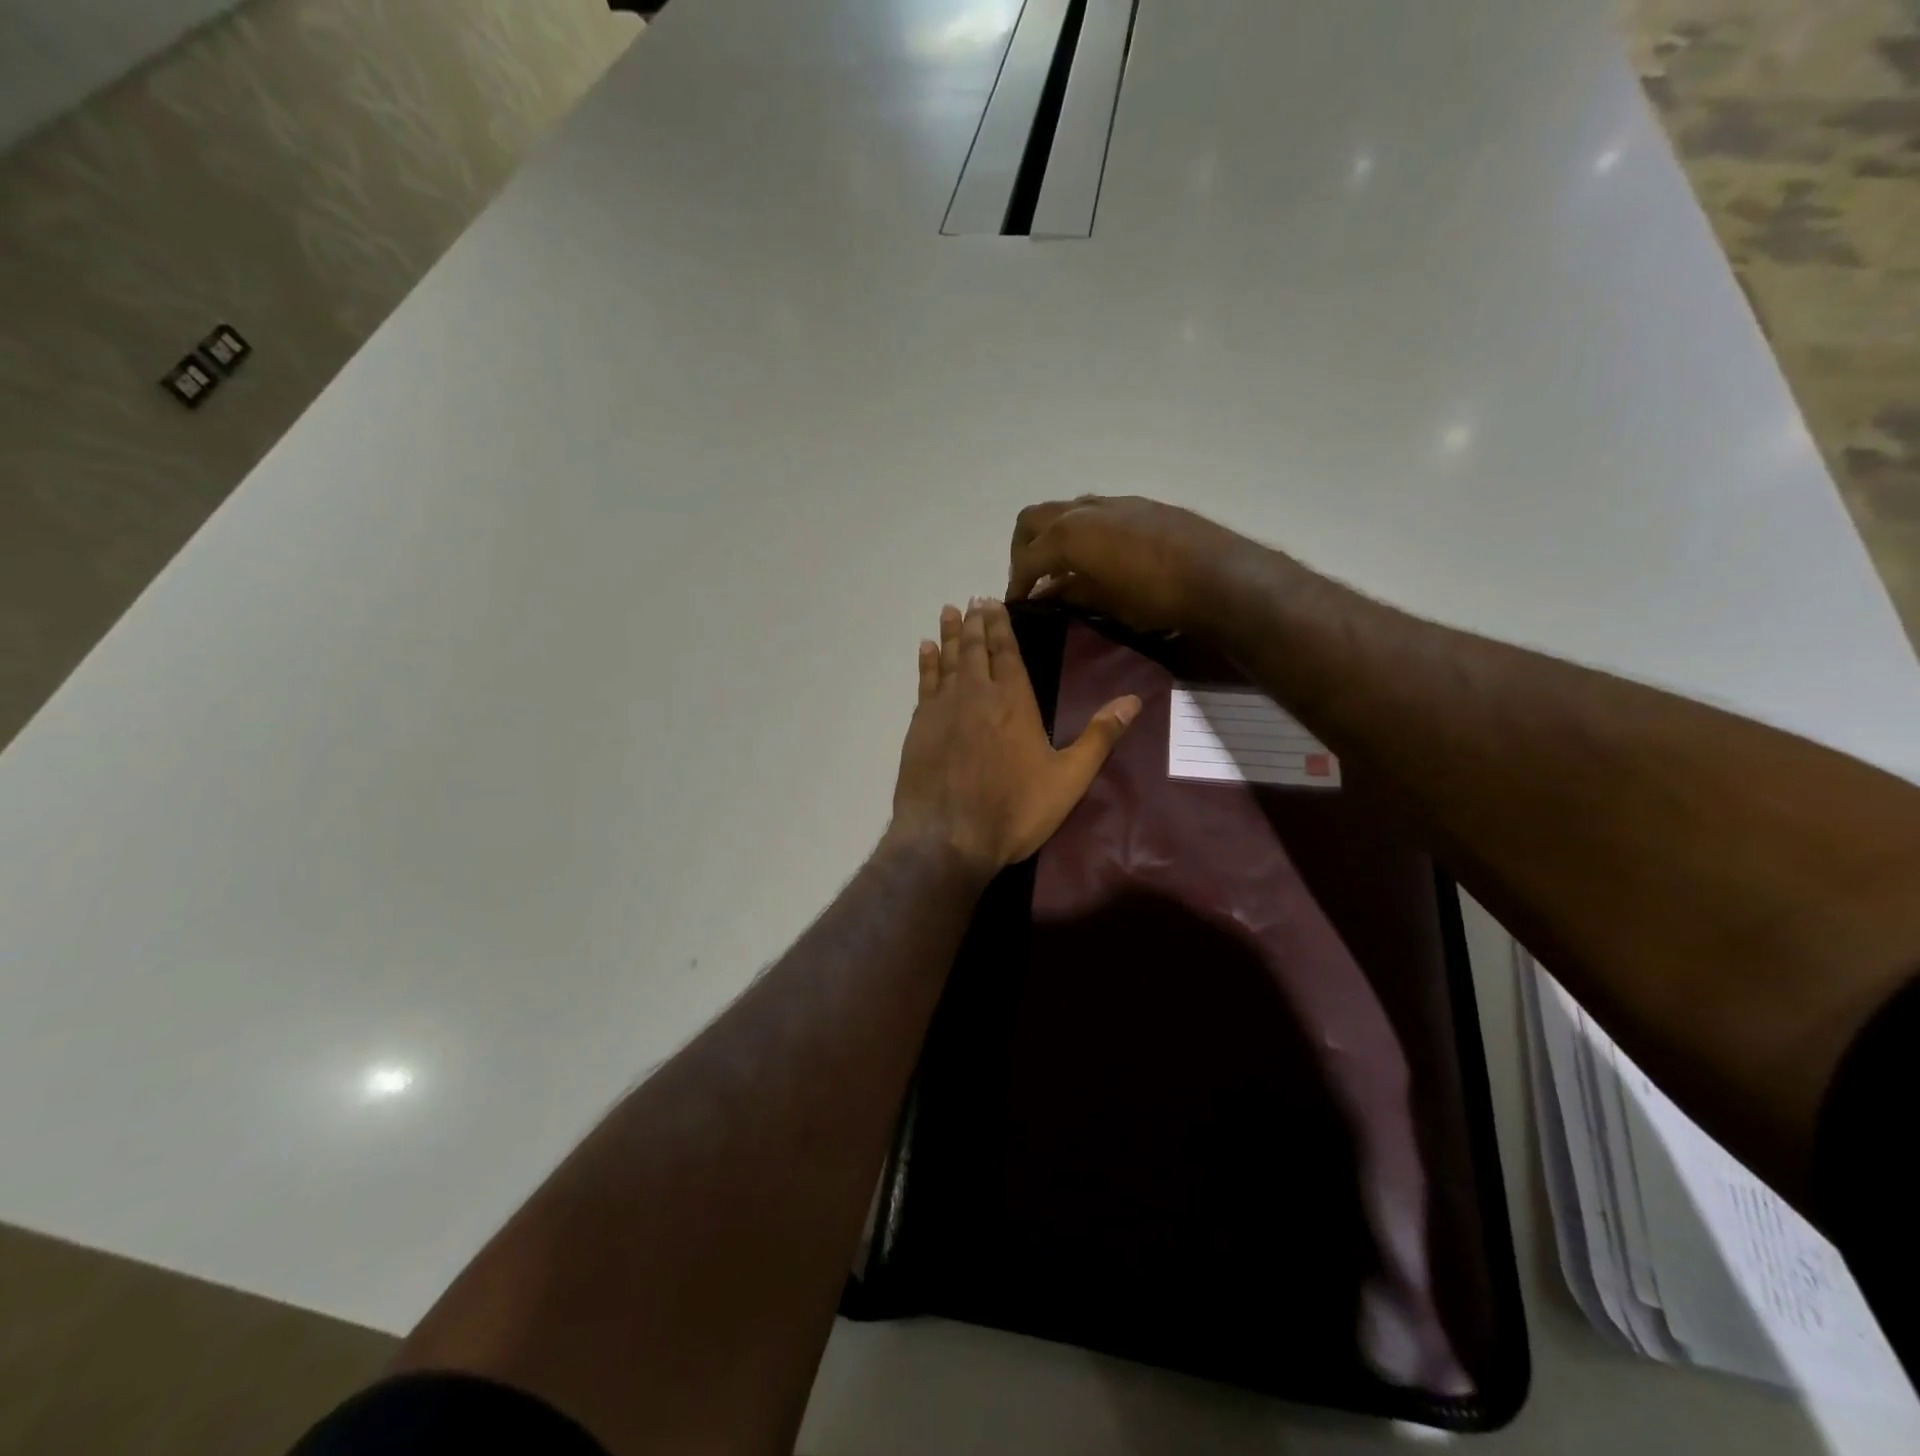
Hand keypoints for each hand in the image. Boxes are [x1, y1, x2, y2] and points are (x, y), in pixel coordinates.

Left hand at [888, 598, 1140, 874]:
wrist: (948, 837)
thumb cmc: (1014, 810)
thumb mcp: (1068, 778)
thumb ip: (1100, 737)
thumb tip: (1134, 700)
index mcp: (1014, 702)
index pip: (1006, 652)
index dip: (1000, 626)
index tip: (992, 602)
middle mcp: (976, 694)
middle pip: (974, 649)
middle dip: (975, 623)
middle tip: (972, 600)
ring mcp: (943, 709)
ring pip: (947, 661)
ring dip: (948, 635)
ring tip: (948, 612)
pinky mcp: (918, 727)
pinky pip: (924, 683)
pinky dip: (926, 664)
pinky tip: (926, 650)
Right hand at [1006, 495, 1259, 634]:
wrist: (1218, 575)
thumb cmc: (1155, 596)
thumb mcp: (1105, 602)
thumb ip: (1071, 593)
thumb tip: (1048, 593)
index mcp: (1068, 534)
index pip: (1027, 558)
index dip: (1017, 583)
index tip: (1017, 604)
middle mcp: (1083, 510)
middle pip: (1033, 520)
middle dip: (1024, 549)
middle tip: (1030, 578)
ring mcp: (1112, 503)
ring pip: (1064, 511)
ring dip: (1053, 536)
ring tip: (1062, 568)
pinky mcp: (1137, 505)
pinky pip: (1093, 513)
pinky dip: (1080, 531)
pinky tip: (1095, 557)